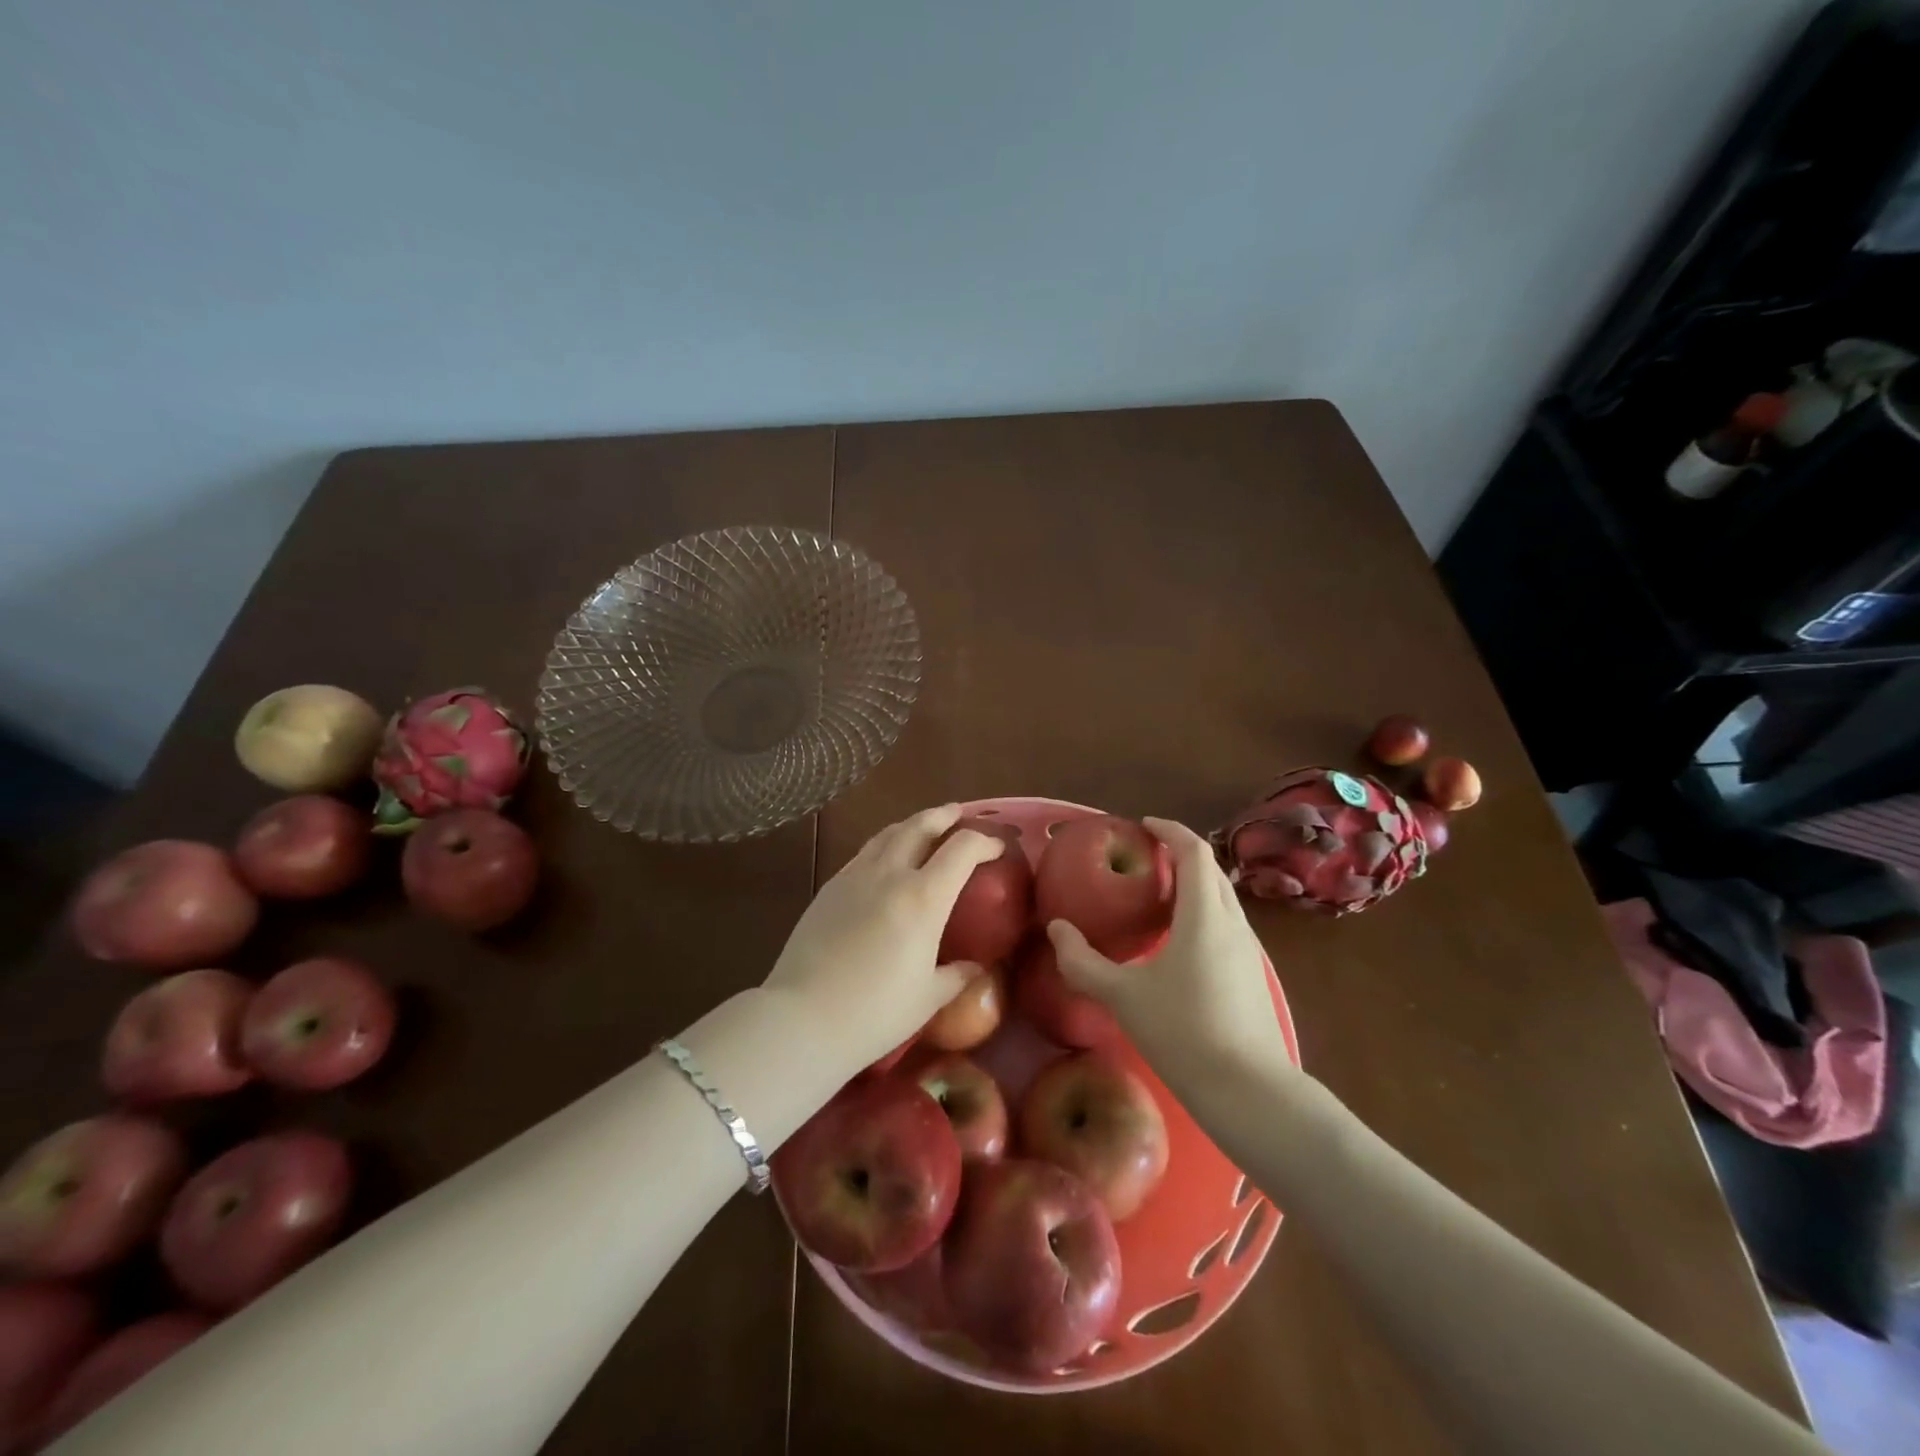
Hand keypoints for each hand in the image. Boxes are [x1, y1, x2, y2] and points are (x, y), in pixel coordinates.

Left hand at [762, 804, 1004, 1077]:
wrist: (803, 1018)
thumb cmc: (875, 1014)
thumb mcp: (928, 999)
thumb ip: (957, 976)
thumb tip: (975, 967)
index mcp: (923, 898)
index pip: (962, 850)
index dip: (984, 842)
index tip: (996, 847)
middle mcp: (890, 875)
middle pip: (920, 826)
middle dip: (944, 816)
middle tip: (958, 814)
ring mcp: (854, 877)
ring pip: (888, 834)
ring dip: (912, 824)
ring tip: (923, 828)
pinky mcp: (829, 888)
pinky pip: (864, 853)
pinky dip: (884, 844)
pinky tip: (884, 858)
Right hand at [1048, 817, 1291, 1096]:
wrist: (1249, 1091)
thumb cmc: (1183, 1032)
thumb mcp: (1123, 996)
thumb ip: (1083, 961)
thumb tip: (1056, 929)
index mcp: (1204, 915)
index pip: (1194, 852)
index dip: (1170, 830)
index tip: (1144, 825)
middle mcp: (1232, 923)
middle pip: (1211, 871)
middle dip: (1181, 854)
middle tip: (1146, 858)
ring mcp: (1248, 951)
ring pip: (1221, 899)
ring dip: (1193, 885)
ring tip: (1158, 896)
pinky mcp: (1251, 976)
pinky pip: (1225, 925)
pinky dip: (1201, 913)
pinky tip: (1178, 942)